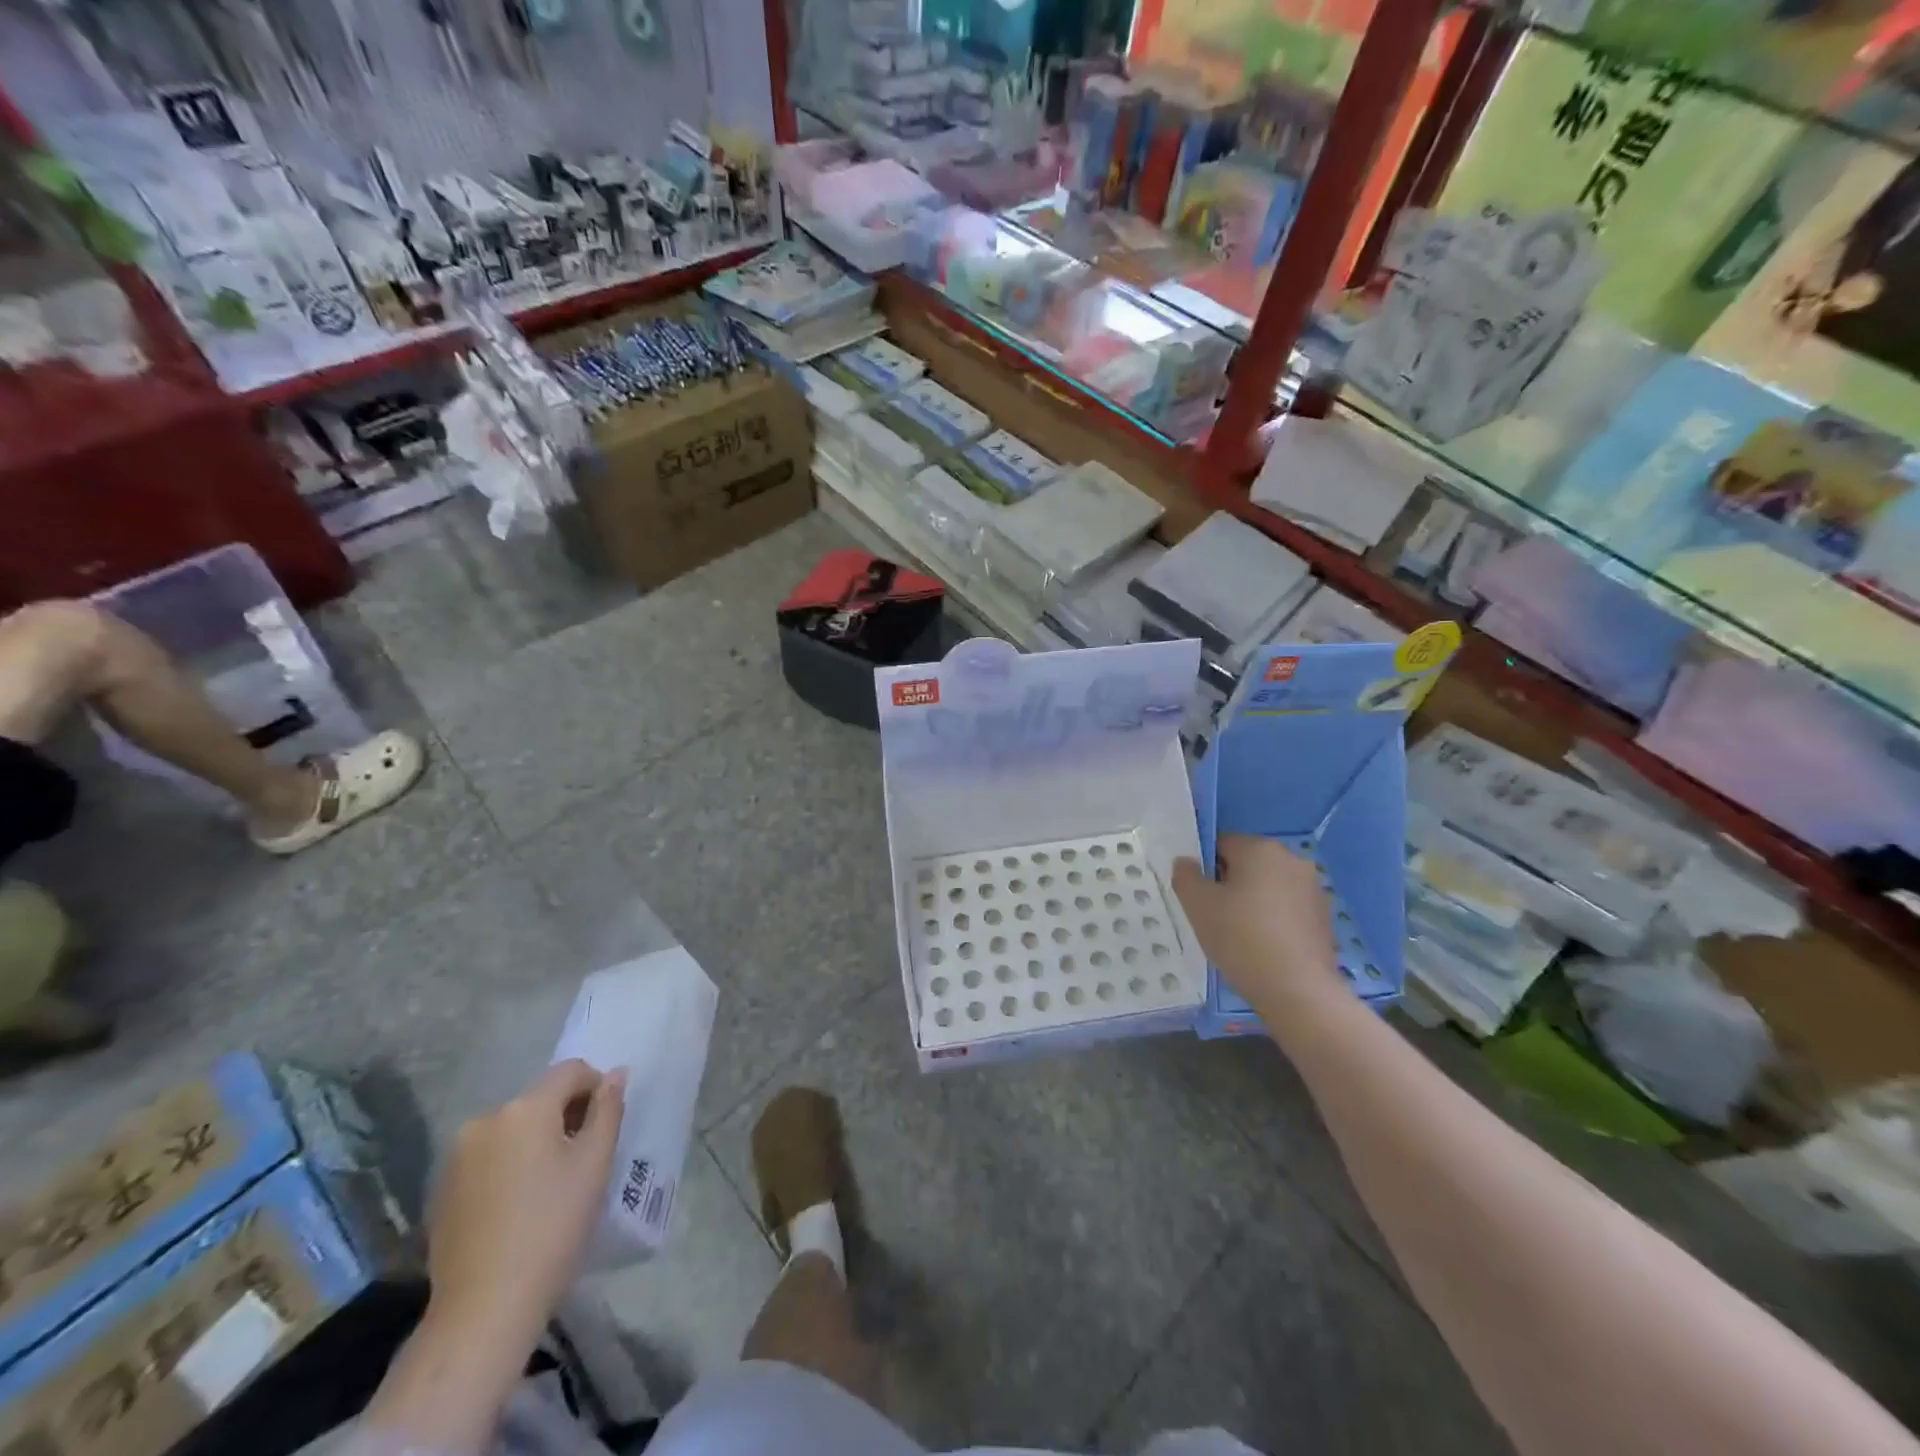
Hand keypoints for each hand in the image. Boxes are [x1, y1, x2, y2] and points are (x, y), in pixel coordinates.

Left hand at [425, 1059, 626, 1345]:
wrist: (484, 1309)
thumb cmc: (553, 1227)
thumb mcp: (594, 1163)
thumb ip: (608, 1110)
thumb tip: (615, 1075)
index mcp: (525, 1108)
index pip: (570, 1071)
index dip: (596, 1087)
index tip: (606, 1124)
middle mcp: (486, 1120)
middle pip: (539, 1099)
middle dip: (565, 1116)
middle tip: (584, 1158)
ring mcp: (456, 1156)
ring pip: (512, 1129)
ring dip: (536, 1141)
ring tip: (550, 1185)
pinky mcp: (441, 1190)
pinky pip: (487, 1158)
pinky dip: (508, 1166)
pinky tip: (518, 1206)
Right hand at [1174, 835, 1341, 1013]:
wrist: (1298, 991)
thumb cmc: (1241, 938)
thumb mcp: (1197, 905)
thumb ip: (1185, 875)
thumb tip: (1187, 862)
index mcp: (1260, 848)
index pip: (1221, 844)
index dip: (1204, 869)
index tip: (1199, 898)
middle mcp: (1292, 859)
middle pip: (1247, 864)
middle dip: (1229, 885)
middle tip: (1214, 917)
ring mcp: (1313, 889)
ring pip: (1268, 887)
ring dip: (1252, 902)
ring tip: (1239, 937)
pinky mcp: (1324, 917)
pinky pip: (1287, 909)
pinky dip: (1273, 921)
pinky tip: (1264, 948)